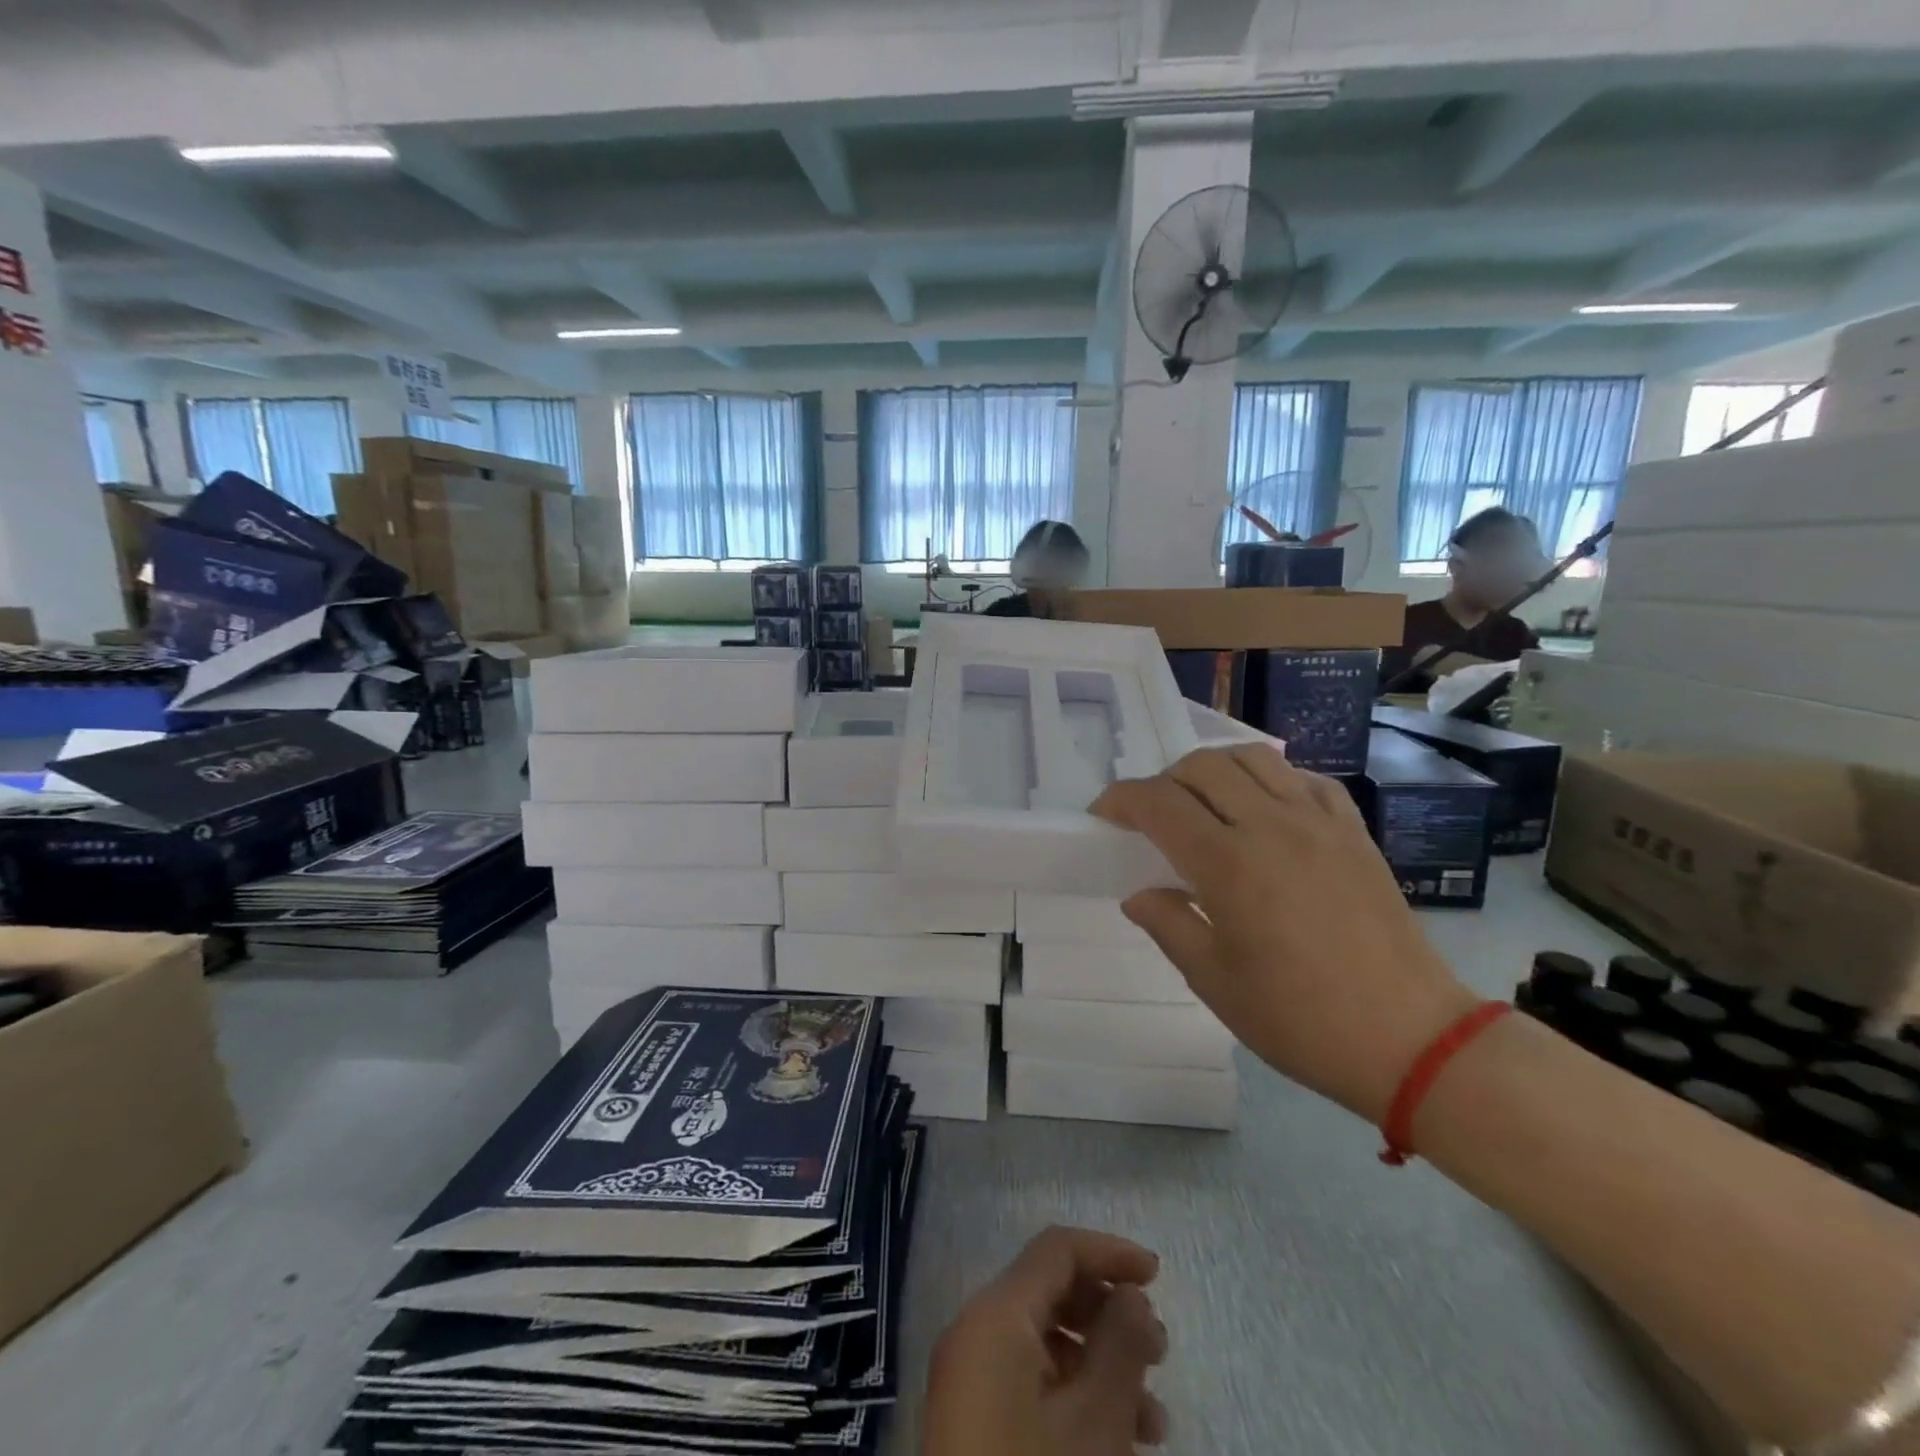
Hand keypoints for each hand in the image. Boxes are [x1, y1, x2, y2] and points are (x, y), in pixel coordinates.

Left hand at [923, 1227, 1166, 1455]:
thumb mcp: (1094, 1420)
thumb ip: (1121, 1343)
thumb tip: (1133, 1294)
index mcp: (994, 1314)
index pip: (1056, 1250)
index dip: (1110, 1252)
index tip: (1158, 1276)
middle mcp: (975, 1333)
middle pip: (1050, 1293)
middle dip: (1110, 1314)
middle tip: (1161, 1355)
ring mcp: (971, 1380)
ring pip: (1046, 1344)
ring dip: (1102, 1365)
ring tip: (1154, 1419)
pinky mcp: (975, 1422)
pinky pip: (1031, 1383)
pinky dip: (1076, 1396)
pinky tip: (1119, 1440)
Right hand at [1092, 745, 1478, 1122]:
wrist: (1409, 1039)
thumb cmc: (1300, 1019)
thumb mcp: (1214, 981)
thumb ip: (1168, 925)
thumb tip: (1139, 895)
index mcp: (1228, 864)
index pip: (1158, 803)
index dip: (1121, 800)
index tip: (1104, 815)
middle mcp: (1270, 826)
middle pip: (1201, 767)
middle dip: (1163, 781)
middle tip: (1152, 817)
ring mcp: (1318, 823)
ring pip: (1254, 758)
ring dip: (1215, 769)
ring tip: (1205, 803)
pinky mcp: (1353, 832)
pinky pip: (1305, 779)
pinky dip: (1271, 779)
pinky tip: (1265, 810)